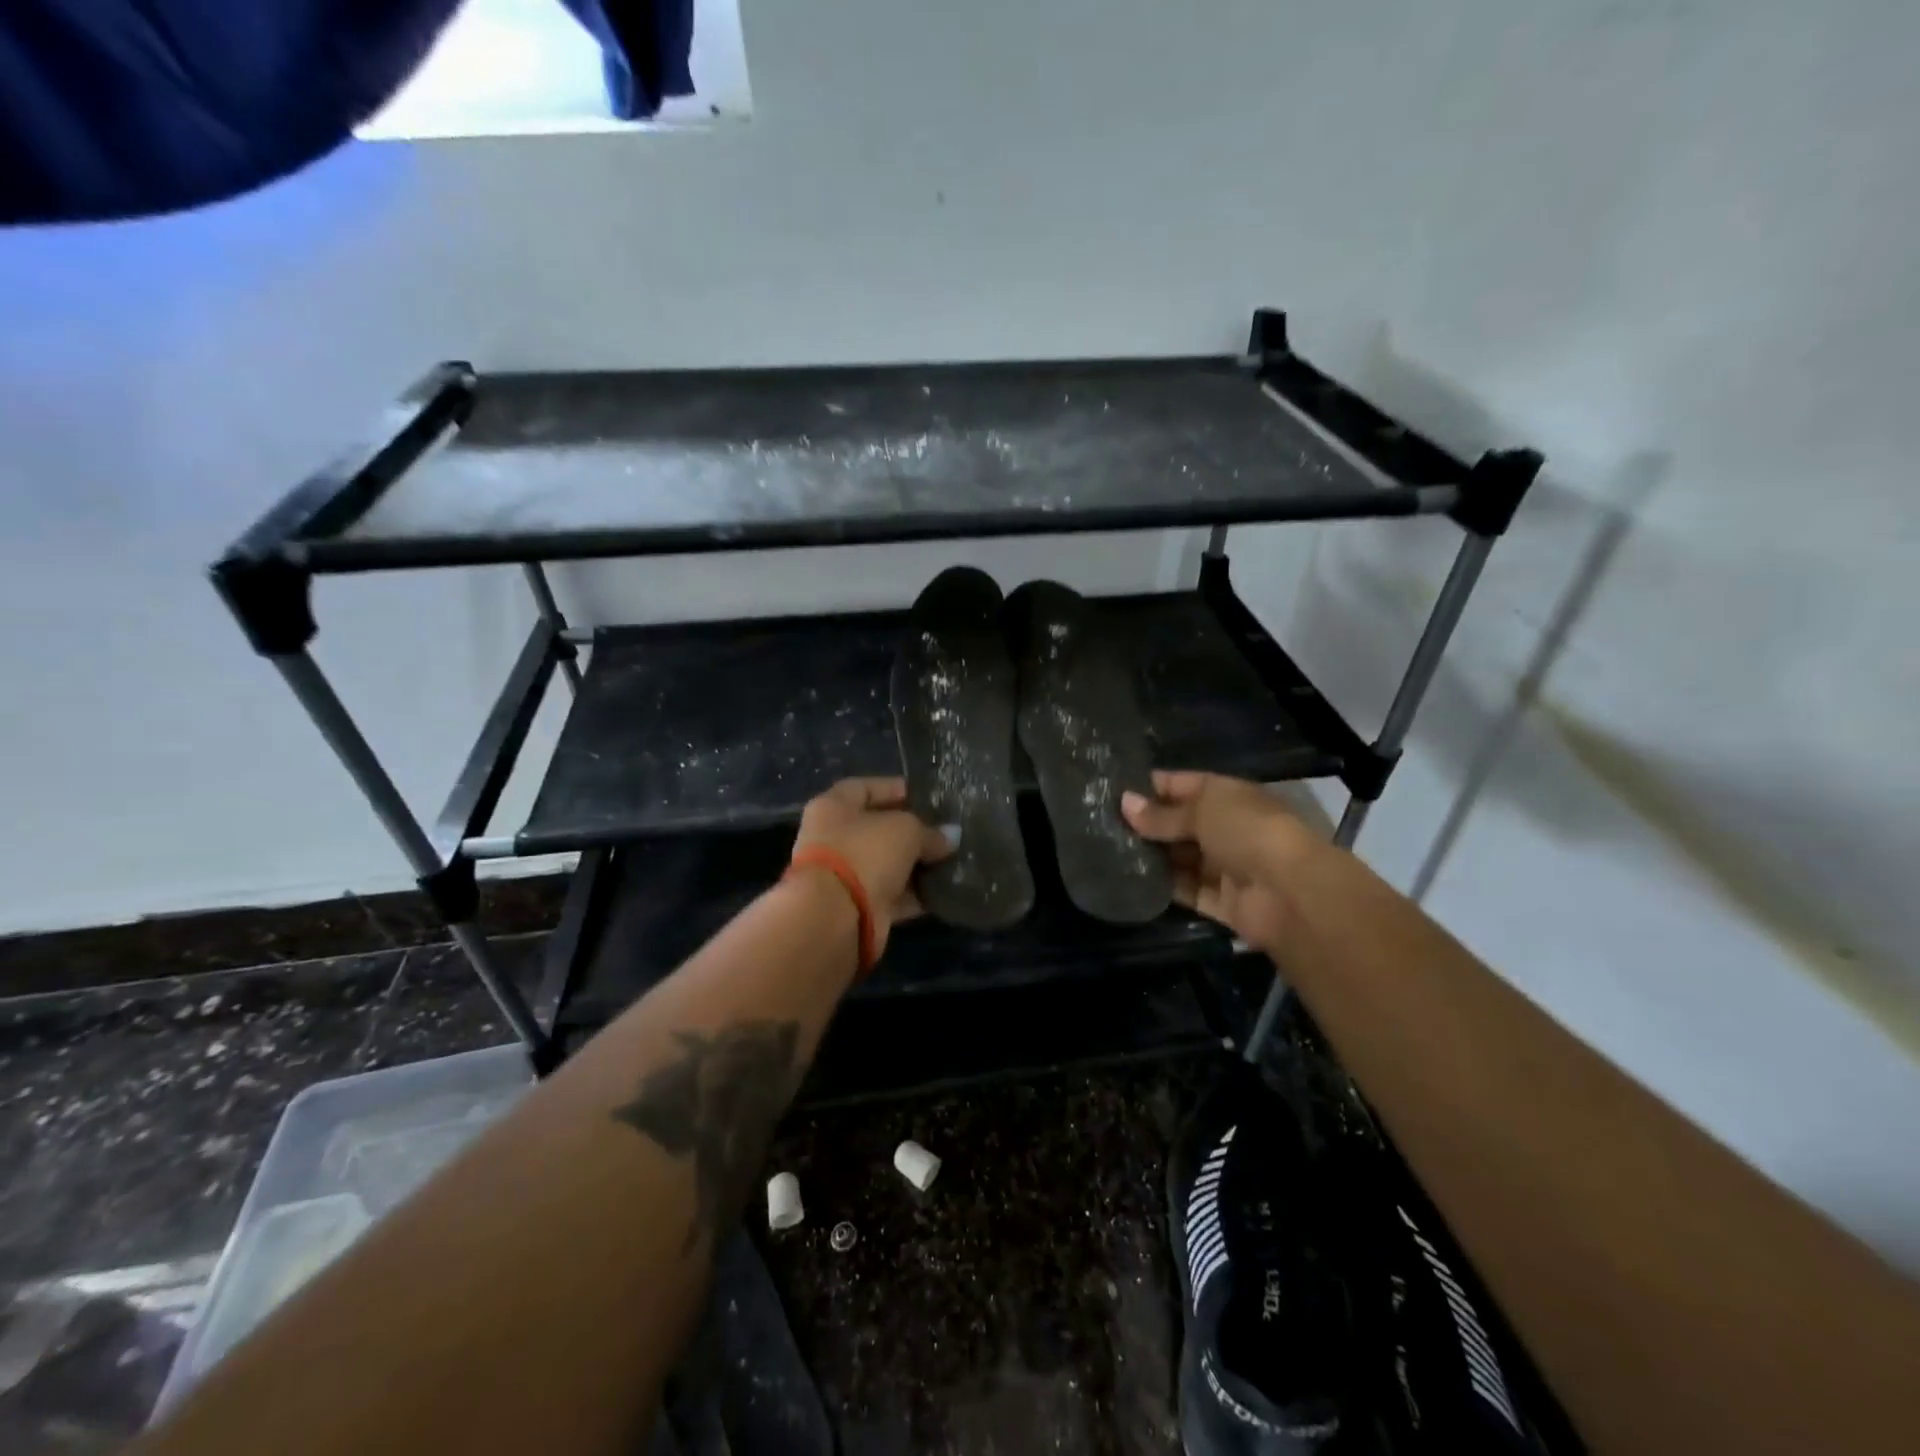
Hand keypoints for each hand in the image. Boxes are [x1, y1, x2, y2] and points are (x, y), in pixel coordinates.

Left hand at [792, 778, 953, 956]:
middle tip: (945, 830)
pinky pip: (893, 894)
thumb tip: (950, 837)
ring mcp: (844, 876)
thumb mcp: (905, 830)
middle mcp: (833, 839)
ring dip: (917, 864)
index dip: (896, 789)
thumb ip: (929, 831)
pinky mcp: (859, 907)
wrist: (835, 917)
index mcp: (833, 807)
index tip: (928, 797)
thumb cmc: (864, 853)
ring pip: (887, 864)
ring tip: (952, 858)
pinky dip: (916, 893)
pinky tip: (945, 888)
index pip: (865, 788)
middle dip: (912, 830)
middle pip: (878, 829)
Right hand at [1122, 771, 1308, 955]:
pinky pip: (1187, 890)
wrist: (1292, 893)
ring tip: (1108, 852)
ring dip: (1151, 856)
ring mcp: (1225, 866)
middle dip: (1145, 823)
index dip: (1149, 786)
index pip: (1182, 784)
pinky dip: (1164, 887)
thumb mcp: (1202, 811)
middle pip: (1179, 823)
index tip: (1111, 790)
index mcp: (1228, 796)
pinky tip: (1130, 880)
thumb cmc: (1248, 832)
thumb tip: (1124, 803)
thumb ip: (1162, 813)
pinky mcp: (1221, 901)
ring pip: (1180, 858)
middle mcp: (1227, 828)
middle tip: (1101, 824)